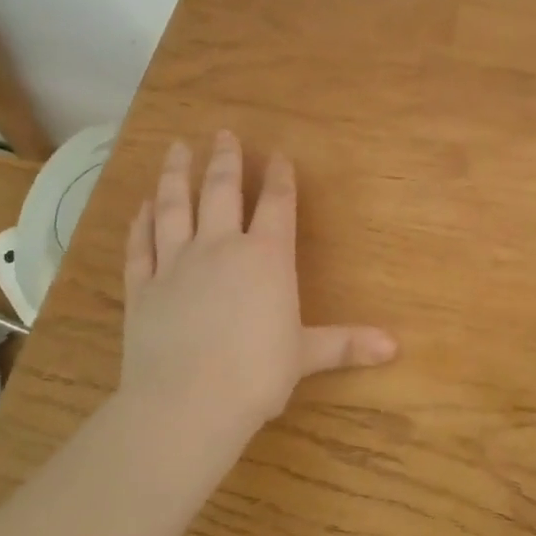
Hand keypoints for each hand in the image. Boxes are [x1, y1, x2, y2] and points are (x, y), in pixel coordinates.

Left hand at [122, 133, 395, 431]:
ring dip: (176, 174)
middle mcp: (220, 247)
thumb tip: (395, 348)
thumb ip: (346, 343)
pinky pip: (140, 244)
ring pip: (174, 206)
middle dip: (225, 159)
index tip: (279, 156)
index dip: (280, 178)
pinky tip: (142, 205)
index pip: (277, 205)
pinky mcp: (142, 286)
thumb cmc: (257, 374)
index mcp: (266, 258)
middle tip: (223, 134)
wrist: (187, 402)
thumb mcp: (307, 355)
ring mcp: (175, 263)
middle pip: (222, 191)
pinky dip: (140, 222)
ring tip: (176, 148)